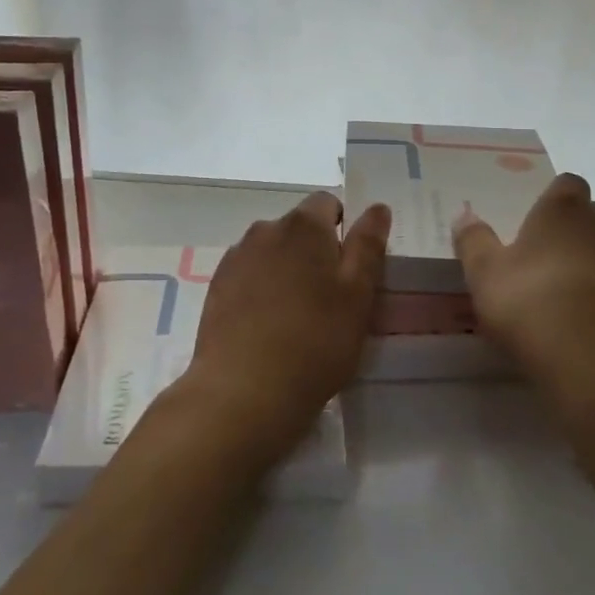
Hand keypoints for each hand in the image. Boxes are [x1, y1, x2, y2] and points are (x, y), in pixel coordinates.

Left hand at [178, 192, 390, 464]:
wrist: (244, 391)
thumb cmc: (315, 341)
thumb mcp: (358, 295)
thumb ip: (368, 246)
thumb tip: (377, 207)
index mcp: (303, 225)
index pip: (328, 202)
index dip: (344, 226)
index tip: (351, 266)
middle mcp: (265, 230)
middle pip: (298, 228)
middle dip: (315, 251)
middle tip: (330, 298)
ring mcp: (236, 257)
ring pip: (272, 252)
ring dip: (286, 269)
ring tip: (297, 316)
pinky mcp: (216, 287)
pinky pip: (248, 275)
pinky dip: (261, 289)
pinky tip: (268, 326)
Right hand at [453, 173, 594, 428]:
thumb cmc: (535, 308)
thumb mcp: (486, 277)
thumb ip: (474, 242)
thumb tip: (463, 215)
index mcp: (564, 211)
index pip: (566, 186)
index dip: (556, 202)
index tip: (543, 226)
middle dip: (586, 234)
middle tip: (562, 267)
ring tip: (594, 297)